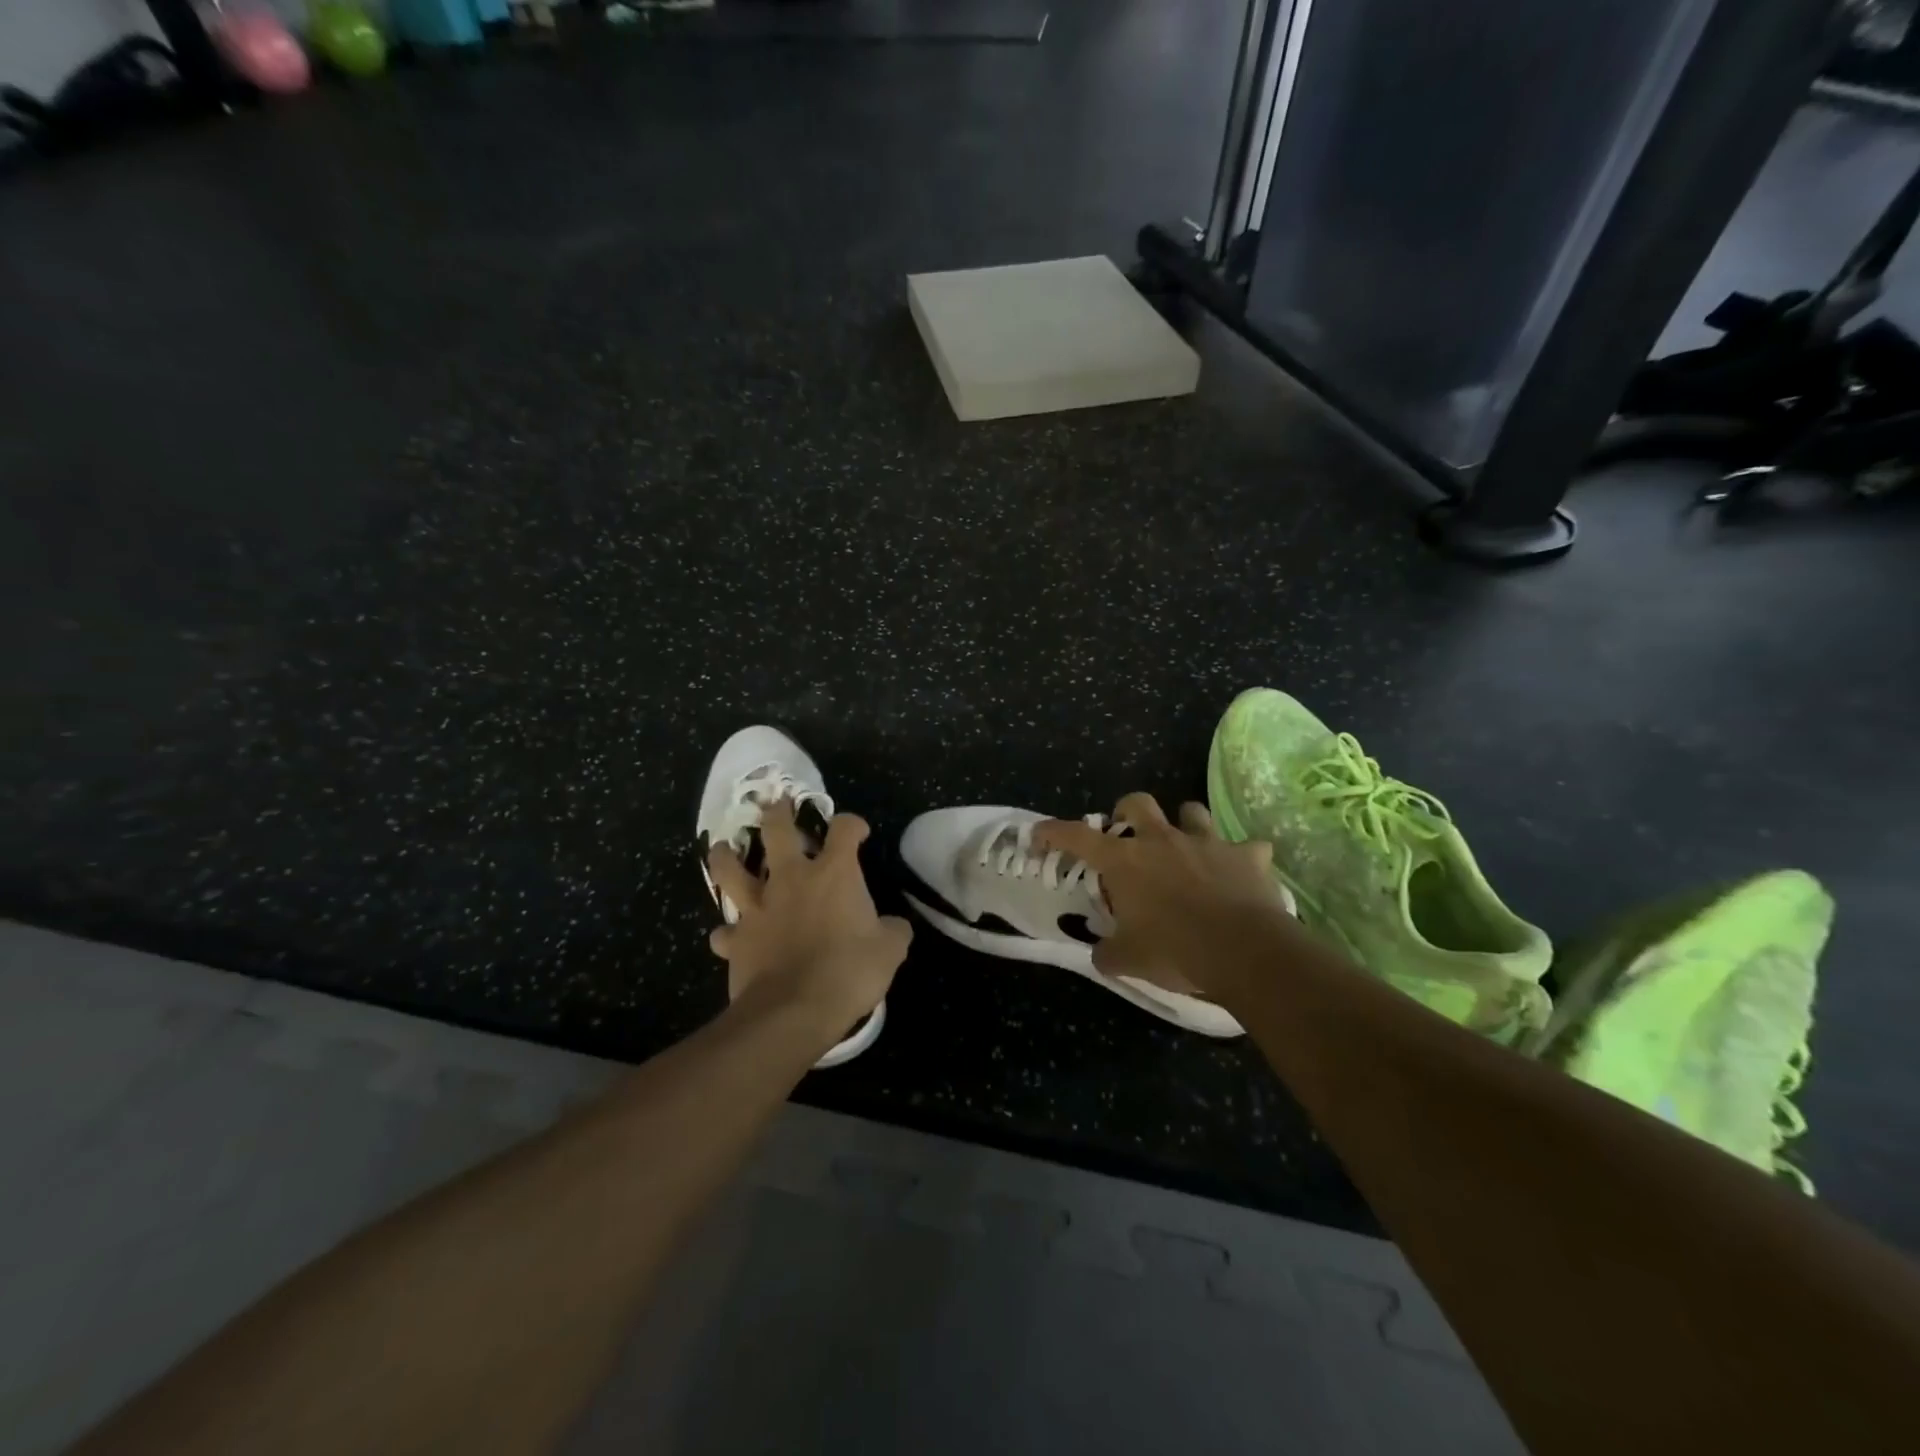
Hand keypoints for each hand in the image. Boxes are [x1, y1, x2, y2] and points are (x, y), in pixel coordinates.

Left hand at [706, 799, 909, 1040]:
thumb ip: (893, 931)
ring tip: (724, 848)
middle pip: (777, 830)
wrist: (794, 1010)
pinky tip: (729, 935)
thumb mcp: (890, 951)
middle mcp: (792, 879)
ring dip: (726, 856)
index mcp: (834, 873)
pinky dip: (728, 932)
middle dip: (778, 813)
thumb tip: (894, 926)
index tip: (858, 832)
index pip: (844, 829)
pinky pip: (726, 931)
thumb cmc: (848, 972)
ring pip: (731, 870)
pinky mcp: (738, 939)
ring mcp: (759, 907)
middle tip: (777, 805)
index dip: (852, 824)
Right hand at [1034, 793, 1294, 999]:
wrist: (1245, 952)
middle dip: (1127, 812)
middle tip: (1127, 834)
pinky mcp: (1247, 856)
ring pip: (1191, 811)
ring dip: (1185, 826)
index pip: (1077, 837)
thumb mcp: (1128, 961)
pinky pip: (1248, 848)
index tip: (1039, 834)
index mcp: (1126, 862)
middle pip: (1137, 803)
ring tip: (1185, 849)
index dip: (1054, 832)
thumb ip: (1108, 952)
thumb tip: (1101, 953)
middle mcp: (1163, 841)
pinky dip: (1243, 859)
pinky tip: (1242, 876)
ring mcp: (1207, 843)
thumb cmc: (1176, 952)